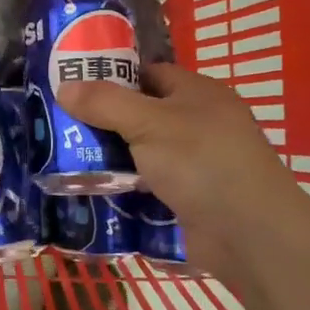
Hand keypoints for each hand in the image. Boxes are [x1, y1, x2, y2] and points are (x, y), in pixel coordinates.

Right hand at [58, 63, 309, 275]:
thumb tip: (64, 87)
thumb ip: (105, 103)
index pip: (148, 73)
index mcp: (197, 93)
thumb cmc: (202, 162)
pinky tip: (92, 192)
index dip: (111, 76)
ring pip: (142, 154)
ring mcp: (196, 164)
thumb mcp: (148, 123)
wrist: (251, 235)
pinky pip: (148, 186)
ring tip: (63, 159)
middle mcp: (199, 124)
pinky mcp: (190, 199)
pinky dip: (124, 189)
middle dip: (103, 122)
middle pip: (141, 115)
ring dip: (110, 159)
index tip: (72, 86)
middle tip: (59, 125)